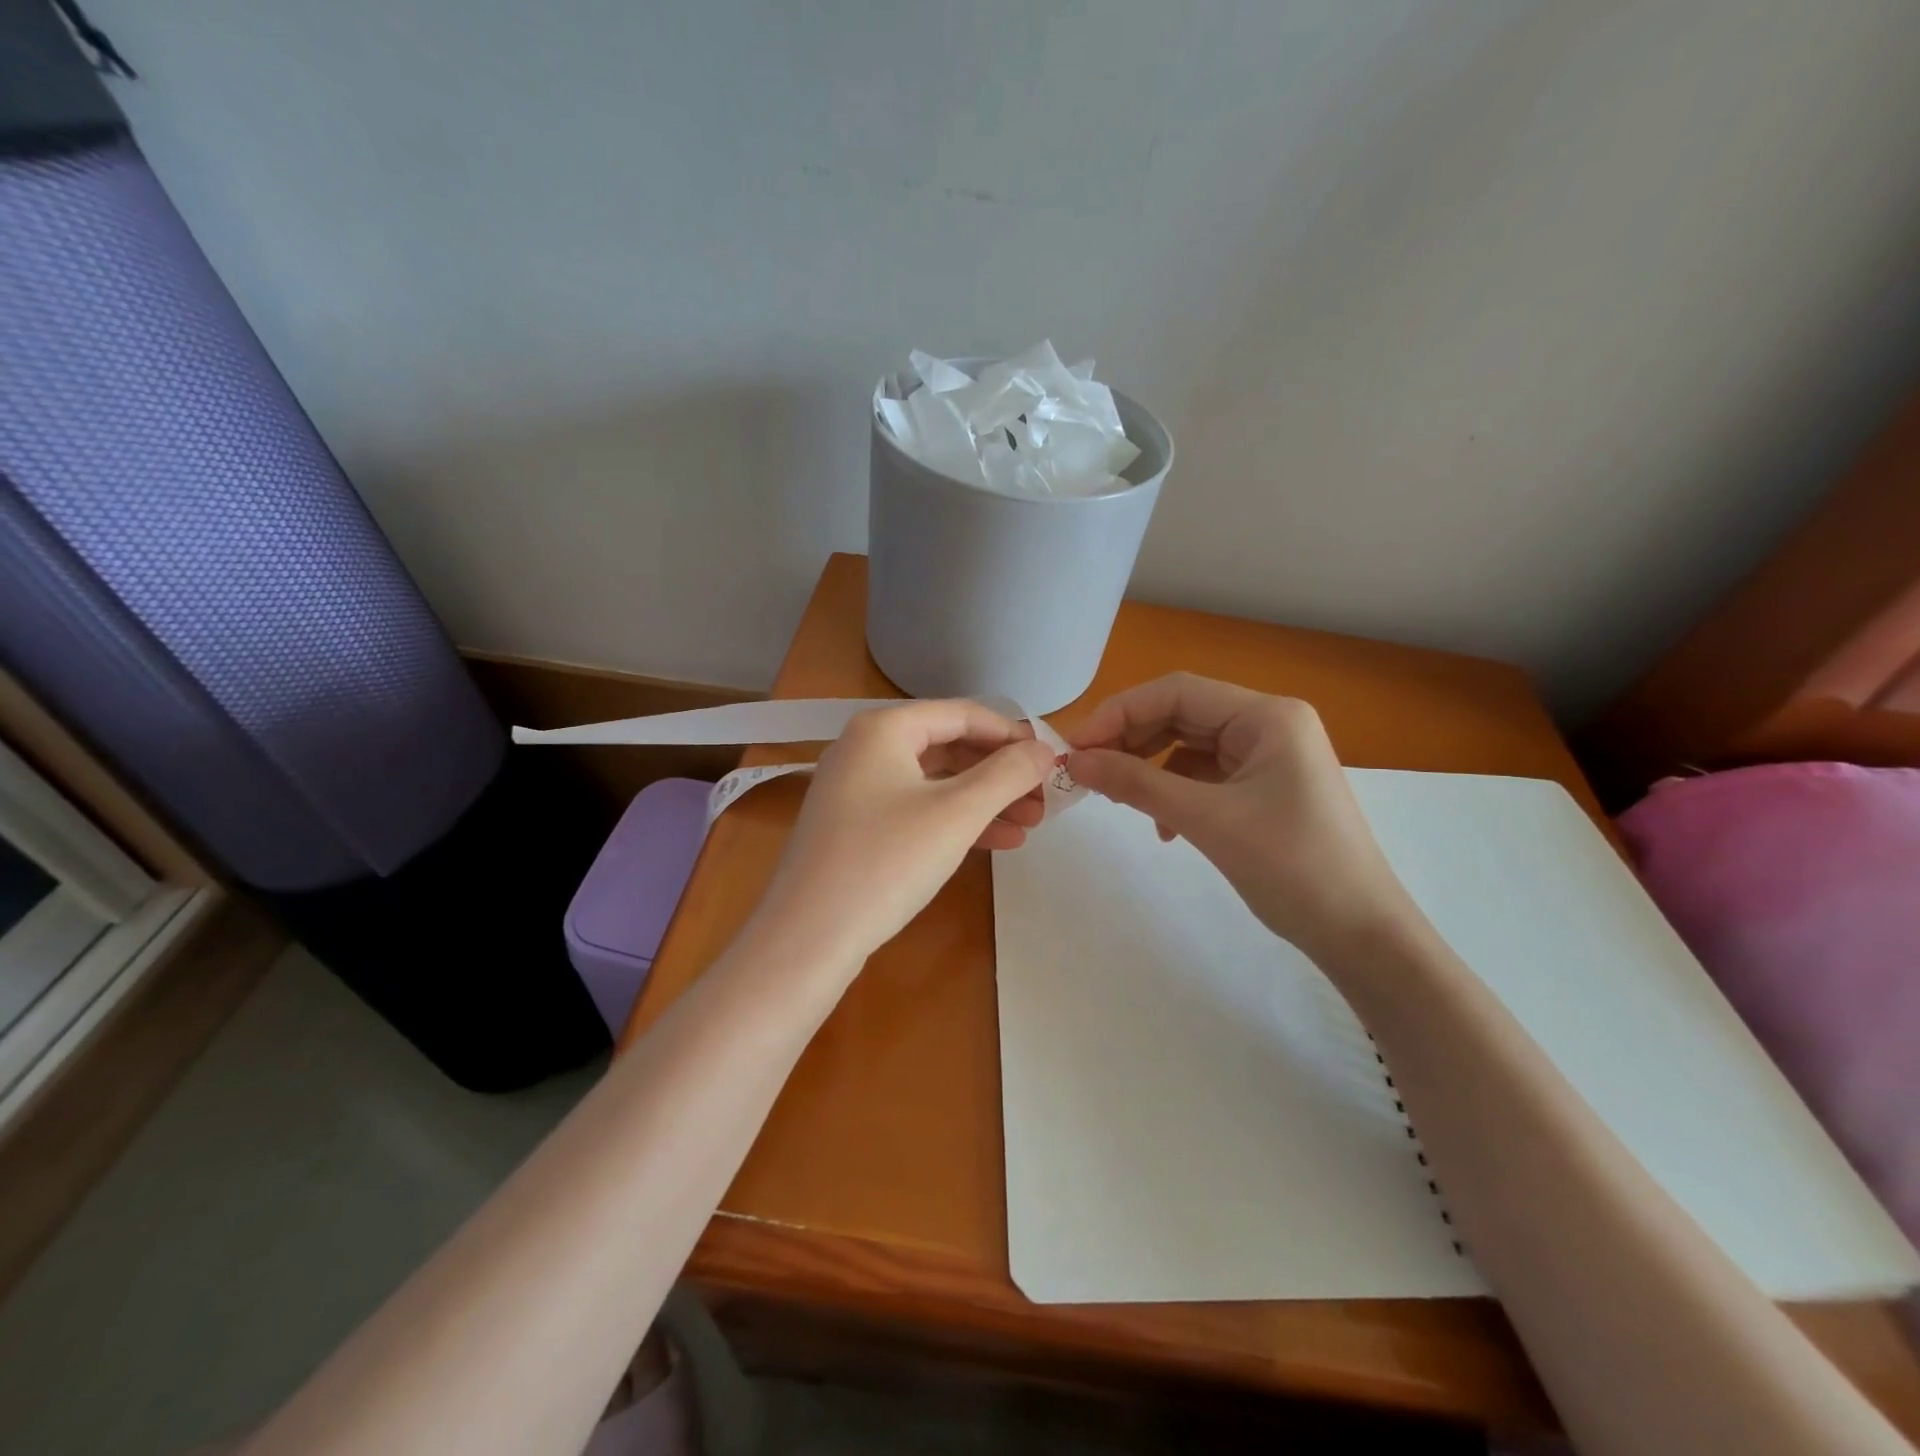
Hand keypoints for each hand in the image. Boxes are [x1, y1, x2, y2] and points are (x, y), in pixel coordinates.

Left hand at [754, 700, 1055, 965]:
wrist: (808, 938)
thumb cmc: (887, 862)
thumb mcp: (956, 814)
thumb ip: (1007, 775)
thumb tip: (1045, 749)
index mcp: (883, 729)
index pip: (963, 714)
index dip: (1012, 735)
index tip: (1052, 759)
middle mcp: (865, 748)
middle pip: (949, 747)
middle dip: (1001, 773)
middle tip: (1044, 799)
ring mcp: (856, 789)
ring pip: (935, 782)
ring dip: (984, 800)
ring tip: (1031, 824)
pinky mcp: (856, 826)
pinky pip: (916, 809)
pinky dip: (955, 821)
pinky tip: (997, 843)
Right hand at [1066, 673, 1417, 962]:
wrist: (1360, 934)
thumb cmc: (1292, 867)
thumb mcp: (1207, 820)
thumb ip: (1136, 784)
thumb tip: (1074, 762)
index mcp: (1268, 716)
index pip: (1177, 692)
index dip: (1120, 713)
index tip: (1075, 747)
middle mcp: (1269, 724)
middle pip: (1181, 715)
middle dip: (1131, 740)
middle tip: (1086, 772)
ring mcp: (1268, 756)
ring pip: (1188, 745)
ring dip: (1148, 768)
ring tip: (1118, 798)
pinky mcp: (1262, 787)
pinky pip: (1203, 775)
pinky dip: (1173, 792)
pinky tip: (1162, 826)